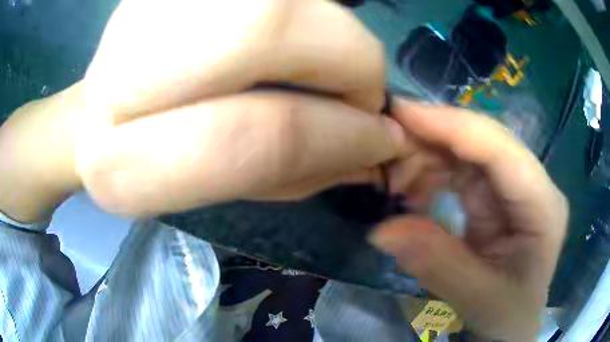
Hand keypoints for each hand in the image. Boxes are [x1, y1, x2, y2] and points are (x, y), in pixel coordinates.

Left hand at [76, 0, 413, 215]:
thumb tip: (373, 148)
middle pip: (270, 26)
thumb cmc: (148, 165)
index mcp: (120, 163)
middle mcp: (119, 70)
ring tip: (314, 65)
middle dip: (348, 59)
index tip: (382, 140)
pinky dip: (299, 14)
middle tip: (358, 89)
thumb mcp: (210, 191)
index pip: (256, 135)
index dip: (342, 136)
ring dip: (325, 33)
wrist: (92, 116)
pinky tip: (277, 41)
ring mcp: (139, 8)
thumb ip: (289, 172)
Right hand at [370, 100, 567, 340]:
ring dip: (429, 158)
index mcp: (542, 204)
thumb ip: (438, 265)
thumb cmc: (509, 314)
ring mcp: (514, 187)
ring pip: (468, 151)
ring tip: (396, 184)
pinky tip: (414, 195)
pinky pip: (462, 171)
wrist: (514, 321)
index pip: (500, 148)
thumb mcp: (478, 299)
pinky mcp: (497, 195)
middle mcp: (532, 183)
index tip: (400, 112)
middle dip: (433, 140)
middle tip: (387, 154)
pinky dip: (433, 176)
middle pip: (482, 141)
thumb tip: (382, 231)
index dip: (451, 125)